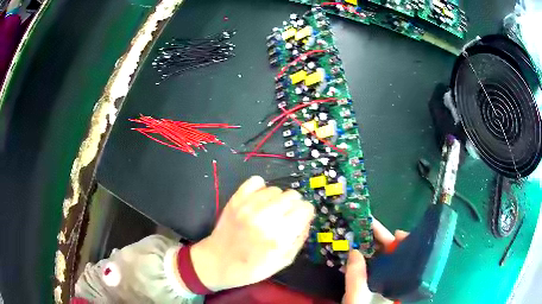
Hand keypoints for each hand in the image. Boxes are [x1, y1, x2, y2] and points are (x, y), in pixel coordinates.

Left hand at [191, 176, 314, 290]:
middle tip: (284, 217)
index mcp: (279, 235)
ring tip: (269, 211)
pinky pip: (256, 181)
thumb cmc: (253, 267)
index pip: (305, 208)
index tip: (300, 219)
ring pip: (276, 189)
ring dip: (277, 199)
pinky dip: (260, 188)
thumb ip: (300, 238)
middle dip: (293, 206)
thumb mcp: (284, 261)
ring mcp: (248, 206)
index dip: (305, 214)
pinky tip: (258, 201)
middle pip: (292, 195)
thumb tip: (306, 219)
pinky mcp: (236, 199)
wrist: (219, 261)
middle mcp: (265, 217)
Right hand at [343, 218, 408, 303]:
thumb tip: (354, 251)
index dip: (402, 243)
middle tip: (366, 222)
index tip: (396, 232)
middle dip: (380, 238)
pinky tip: (353, 250)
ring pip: (378, 259)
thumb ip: (356, 279)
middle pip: (391, 254)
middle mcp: (392, 278)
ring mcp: (380, 281)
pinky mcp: (369, 283)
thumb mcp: (357, 300)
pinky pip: (367, 266)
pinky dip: (361, 256)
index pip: (406, 257)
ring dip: (368, 245)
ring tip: (358, 231)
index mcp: (397, 282)